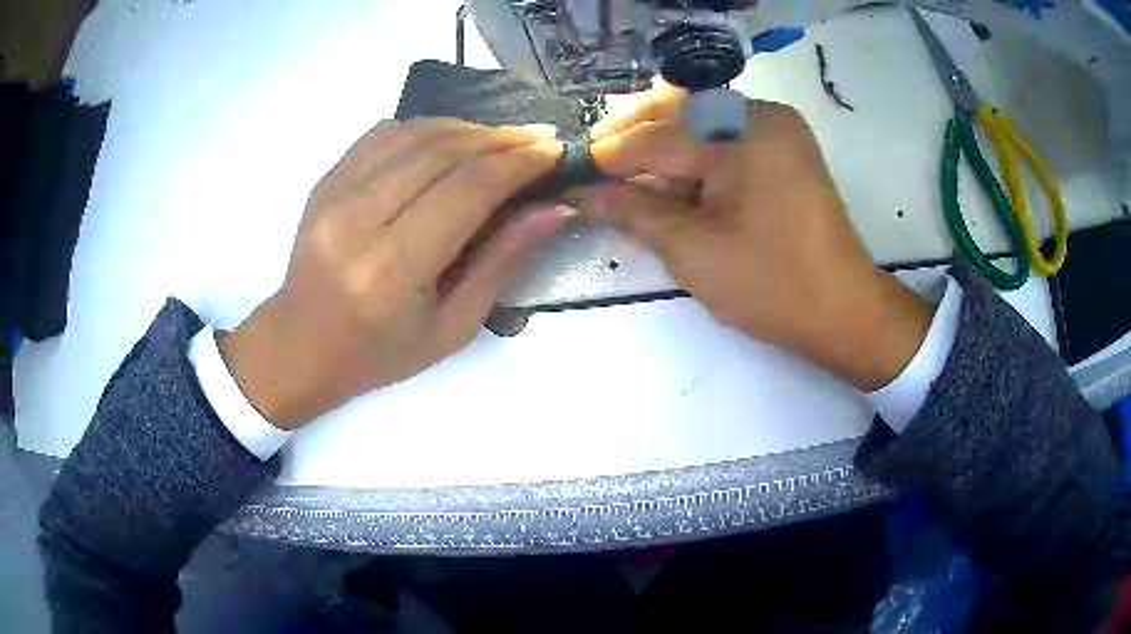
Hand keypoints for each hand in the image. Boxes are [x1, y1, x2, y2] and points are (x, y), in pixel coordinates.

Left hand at [218, 119, 567, 429]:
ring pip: (413, 133)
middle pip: (442, 151)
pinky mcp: (325, 180)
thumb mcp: (452, 328)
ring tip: (501, 140)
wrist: (300, 347)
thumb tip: (553, 210)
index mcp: (393, 267)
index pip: (467, 189)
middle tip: (538, 139)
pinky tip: (450, 140)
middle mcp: (359, 219)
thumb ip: (502, 262)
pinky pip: (383, 134)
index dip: (517, 163)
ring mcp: (334, 192)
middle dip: (500, 138)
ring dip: (467, 128)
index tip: (553, 152)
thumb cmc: (379, 353)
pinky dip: (426, 128)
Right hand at [586, 85, 932, 389]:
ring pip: (700, 121)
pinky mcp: (784, 148)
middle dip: (631, 136)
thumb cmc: (772, 286)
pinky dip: (692, 152)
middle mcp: (762, 115)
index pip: (658, 138)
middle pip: (679, 113)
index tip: (572, 173)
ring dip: (659, 141)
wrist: (844, 312)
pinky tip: (666, 172)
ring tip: (620, 168)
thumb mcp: (694, 252)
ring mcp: (778, 129)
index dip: (610, 157)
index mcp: (744, 134)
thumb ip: (635, 213)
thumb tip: (584, 194)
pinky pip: (725, 136)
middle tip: (593, 164)